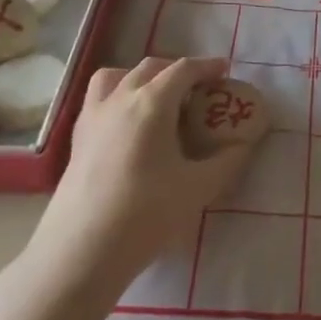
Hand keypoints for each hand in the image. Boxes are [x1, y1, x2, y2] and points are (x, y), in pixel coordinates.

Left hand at [28, 57, 256, 286]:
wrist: (81, 252)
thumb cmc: (145, 214)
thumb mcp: (198, 188)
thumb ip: (227, 161)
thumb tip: (244, 143)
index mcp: (152, 102)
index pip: (184, 70)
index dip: (207, 66)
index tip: (225, 71)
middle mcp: (121, 98)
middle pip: (151, 68)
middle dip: (177, 71)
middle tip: (197, 90)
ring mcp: (94, 116)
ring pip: (117, 76)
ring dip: (141, 77)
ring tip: (157, 98)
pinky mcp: (76, 138)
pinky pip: (98, 99)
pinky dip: (118, 95)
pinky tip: (128, 125)